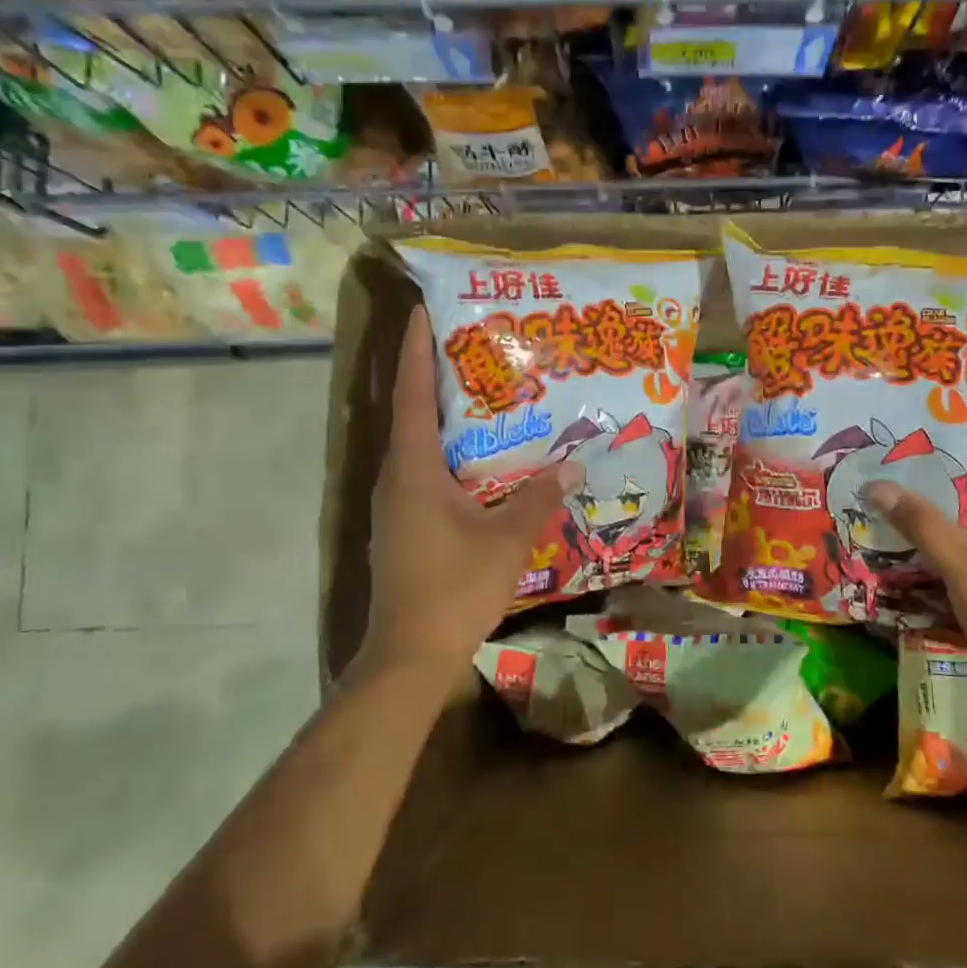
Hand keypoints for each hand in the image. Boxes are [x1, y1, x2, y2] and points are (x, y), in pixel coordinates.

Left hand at [361, 306, 579, 684]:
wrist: (410, 655)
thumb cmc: (456, 587)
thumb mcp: (508, 538)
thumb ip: (539, 497)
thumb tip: (572, 464)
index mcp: (413, 470)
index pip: (411, 395)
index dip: (414, 351)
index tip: (422, 312)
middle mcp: (395, 479)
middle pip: (412, 415)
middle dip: (437, 380)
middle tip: (476, 351)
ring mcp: (394, 507)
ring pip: (419, 449)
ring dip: (445, 422)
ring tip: (486, 400)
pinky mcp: (402, 529)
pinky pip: (424, 476)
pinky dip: (449, 457)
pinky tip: (483, 464)